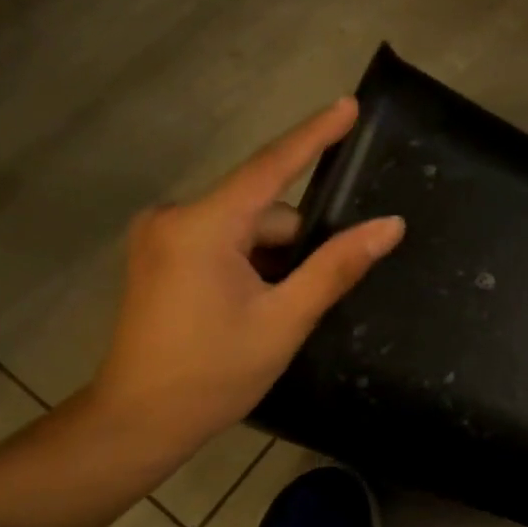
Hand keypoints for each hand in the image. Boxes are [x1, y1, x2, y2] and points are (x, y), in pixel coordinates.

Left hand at [80, 98, 404, 461]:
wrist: (139, 420)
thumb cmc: (213, 375)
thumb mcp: (283, 321)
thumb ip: (335, 267)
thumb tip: (388, 226)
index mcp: (203, 226)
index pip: (270, 167)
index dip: (313, 135)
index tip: (348, 105)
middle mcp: (174, 217)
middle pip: (259, 213)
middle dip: (292, 247)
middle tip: (301, 302)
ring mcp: (160, 237)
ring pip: (241, 231)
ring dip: (269, 262)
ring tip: (271, 317)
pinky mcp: (157, 257)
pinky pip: (217, 244)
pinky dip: (244, 266)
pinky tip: (247, 310)